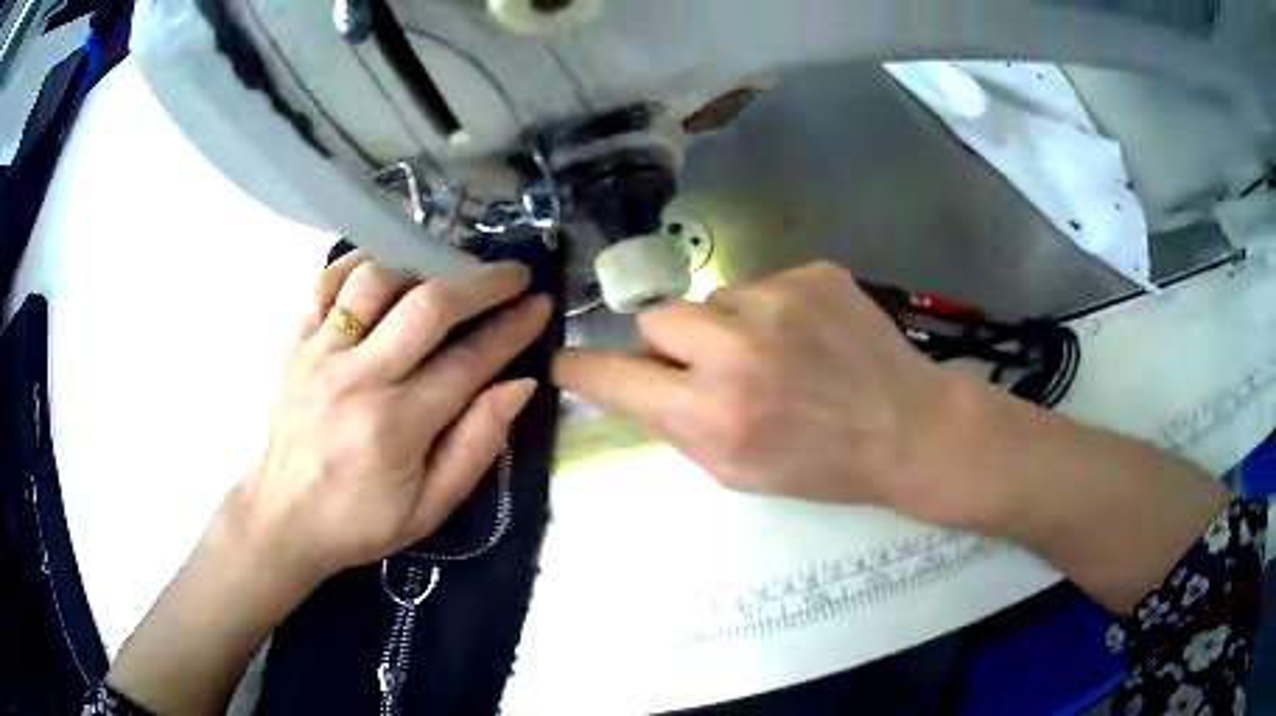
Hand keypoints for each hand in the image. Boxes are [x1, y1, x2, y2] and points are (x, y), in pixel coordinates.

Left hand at [235, 251, 551, 584]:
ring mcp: (319, 354)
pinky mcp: (294, 344)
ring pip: (375, 280)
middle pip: (427, 306)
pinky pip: (325, 282)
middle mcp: (357, 378)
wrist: (284, 520)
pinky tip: (384, 270)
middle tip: (511, 275)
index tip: (541, 305)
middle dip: (480, 283)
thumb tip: (520, 385)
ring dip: (420, 268)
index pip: (468, 361)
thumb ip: (476, 446)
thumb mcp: (430, 508)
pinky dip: (358, 264)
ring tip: (445, 276)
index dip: (512, 329)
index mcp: (395, 426)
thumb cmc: (360, 522)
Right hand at [553, 262, 973, 523]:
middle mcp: (737, 348)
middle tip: (708, 366)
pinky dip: (771, 311)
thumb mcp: (736, 470)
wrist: (907, 428)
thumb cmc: (821, 466)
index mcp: (714, 412)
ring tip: (775, 354)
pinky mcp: (813, 273)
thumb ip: (677, 424)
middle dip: (671, 343)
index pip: (616, 377)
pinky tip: (809, 337)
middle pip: (657, 317)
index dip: (583, 370)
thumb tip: (635, 382)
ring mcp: (779, 299)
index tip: (565, 362)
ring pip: (712, 299)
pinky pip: (762, 286)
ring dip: (726, 325)